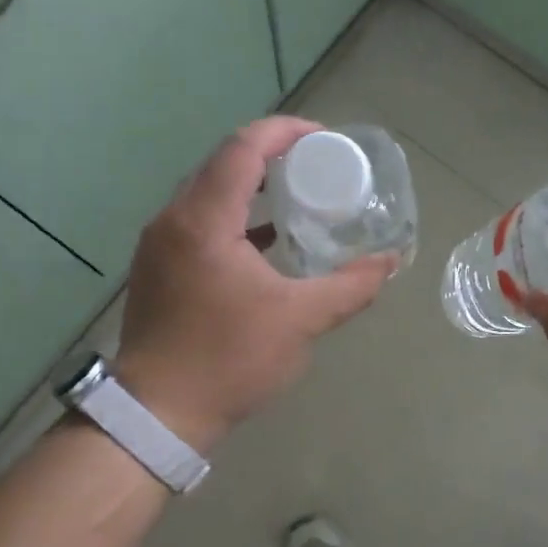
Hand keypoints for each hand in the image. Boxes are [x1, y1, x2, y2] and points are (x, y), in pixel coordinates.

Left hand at [113, 118, 395, 451]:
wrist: (157, 415)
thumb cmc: (228, 360)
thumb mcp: (300, 321)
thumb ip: (350, 286)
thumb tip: (390, 261)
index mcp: (204, 220)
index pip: (243, 148)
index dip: (286, 131)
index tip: (326, 138)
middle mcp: (174, 219)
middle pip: (223, 163)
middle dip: (272, 153)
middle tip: (318, 163)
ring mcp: (160, 243)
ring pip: (208, 191)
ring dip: (251, 184)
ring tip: (298, 193)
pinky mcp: (158, 266)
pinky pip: (199, 220)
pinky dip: (234, 216)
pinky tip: (266, 239)